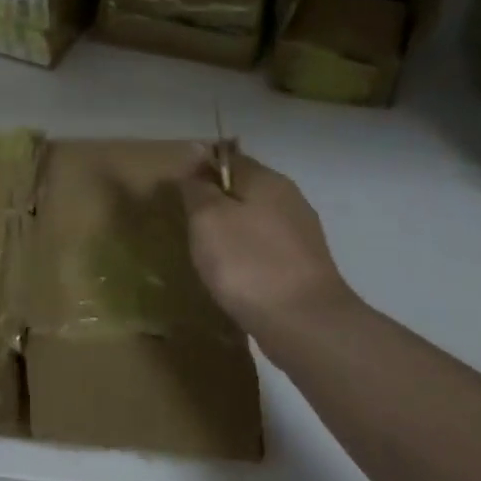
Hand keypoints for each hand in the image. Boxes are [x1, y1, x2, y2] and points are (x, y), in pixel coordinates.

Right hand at [179, 152, 357, 337]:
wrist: (304, 323)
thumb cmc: (247, 262)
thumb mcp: (207, 217)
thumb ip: (198, 186)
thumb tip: (196, 161)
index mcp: (266, 180)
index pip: (227, 157)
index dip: (199, 169)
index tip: (177, 193)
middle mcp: (289, 198)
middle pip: (243, 188)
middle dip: (214, 201)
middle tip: (186, 223)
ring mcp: (301, 233)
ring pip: (254, 219)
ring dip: (230, 229)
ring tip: (205, 252)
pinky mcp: (304, 265)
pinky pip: (265, 247)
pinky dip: (246, 254)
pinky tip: (232, 274)